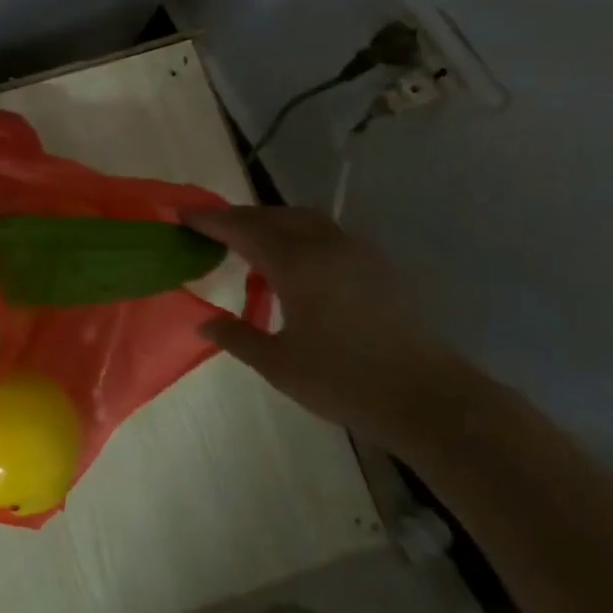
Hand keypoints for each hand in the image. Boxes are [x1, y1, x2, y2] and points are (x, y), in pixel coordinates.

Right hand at [184, 206, 481, 455]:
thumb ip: (237, 336)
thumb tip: (203, 321)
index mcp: (295, 263)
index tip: (181, 213)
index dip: (209, 219)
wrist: (430, 399)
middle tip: (210, 230)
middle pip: (271, 216)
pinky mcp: (376, 266)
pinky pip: (325, 234)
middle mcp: (323, 245)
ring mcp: (354, 252)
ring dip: (271, 223)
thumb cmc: (346, 381)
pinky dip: (298, 235)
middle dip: (238, 218)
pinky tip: (295, 265)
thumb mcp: (280, 365)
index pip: (241, 228)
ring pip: (302, 220)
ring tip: (251, 244)